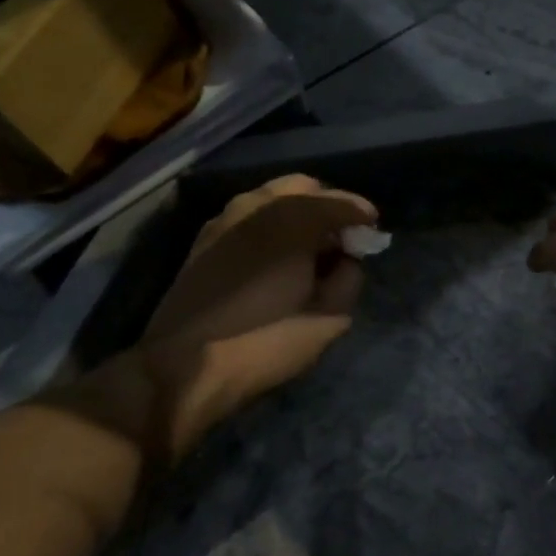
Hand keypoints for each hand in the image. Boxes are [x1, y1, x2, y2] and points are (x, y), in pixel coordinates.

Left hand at [79, 175, 377, 466]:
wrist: (182, 367)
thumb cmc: (266, 340)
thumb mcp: (329, 319)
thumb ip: (348, 279)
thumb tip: (345, 261)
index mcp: (294, 218)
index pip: (340, 202)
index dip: (362, 215)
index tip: (374, 232)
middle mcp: (258, 205)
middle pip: (305, 188)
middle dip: (329, 206)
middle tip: (341, 238)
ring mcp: (226, 219)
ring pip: (273, 198)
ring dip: (298, 212)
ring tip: (309, 247)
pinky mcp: (204, 239)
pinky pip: (249, 216)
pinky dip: (271, 224)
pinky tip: (277, 256)